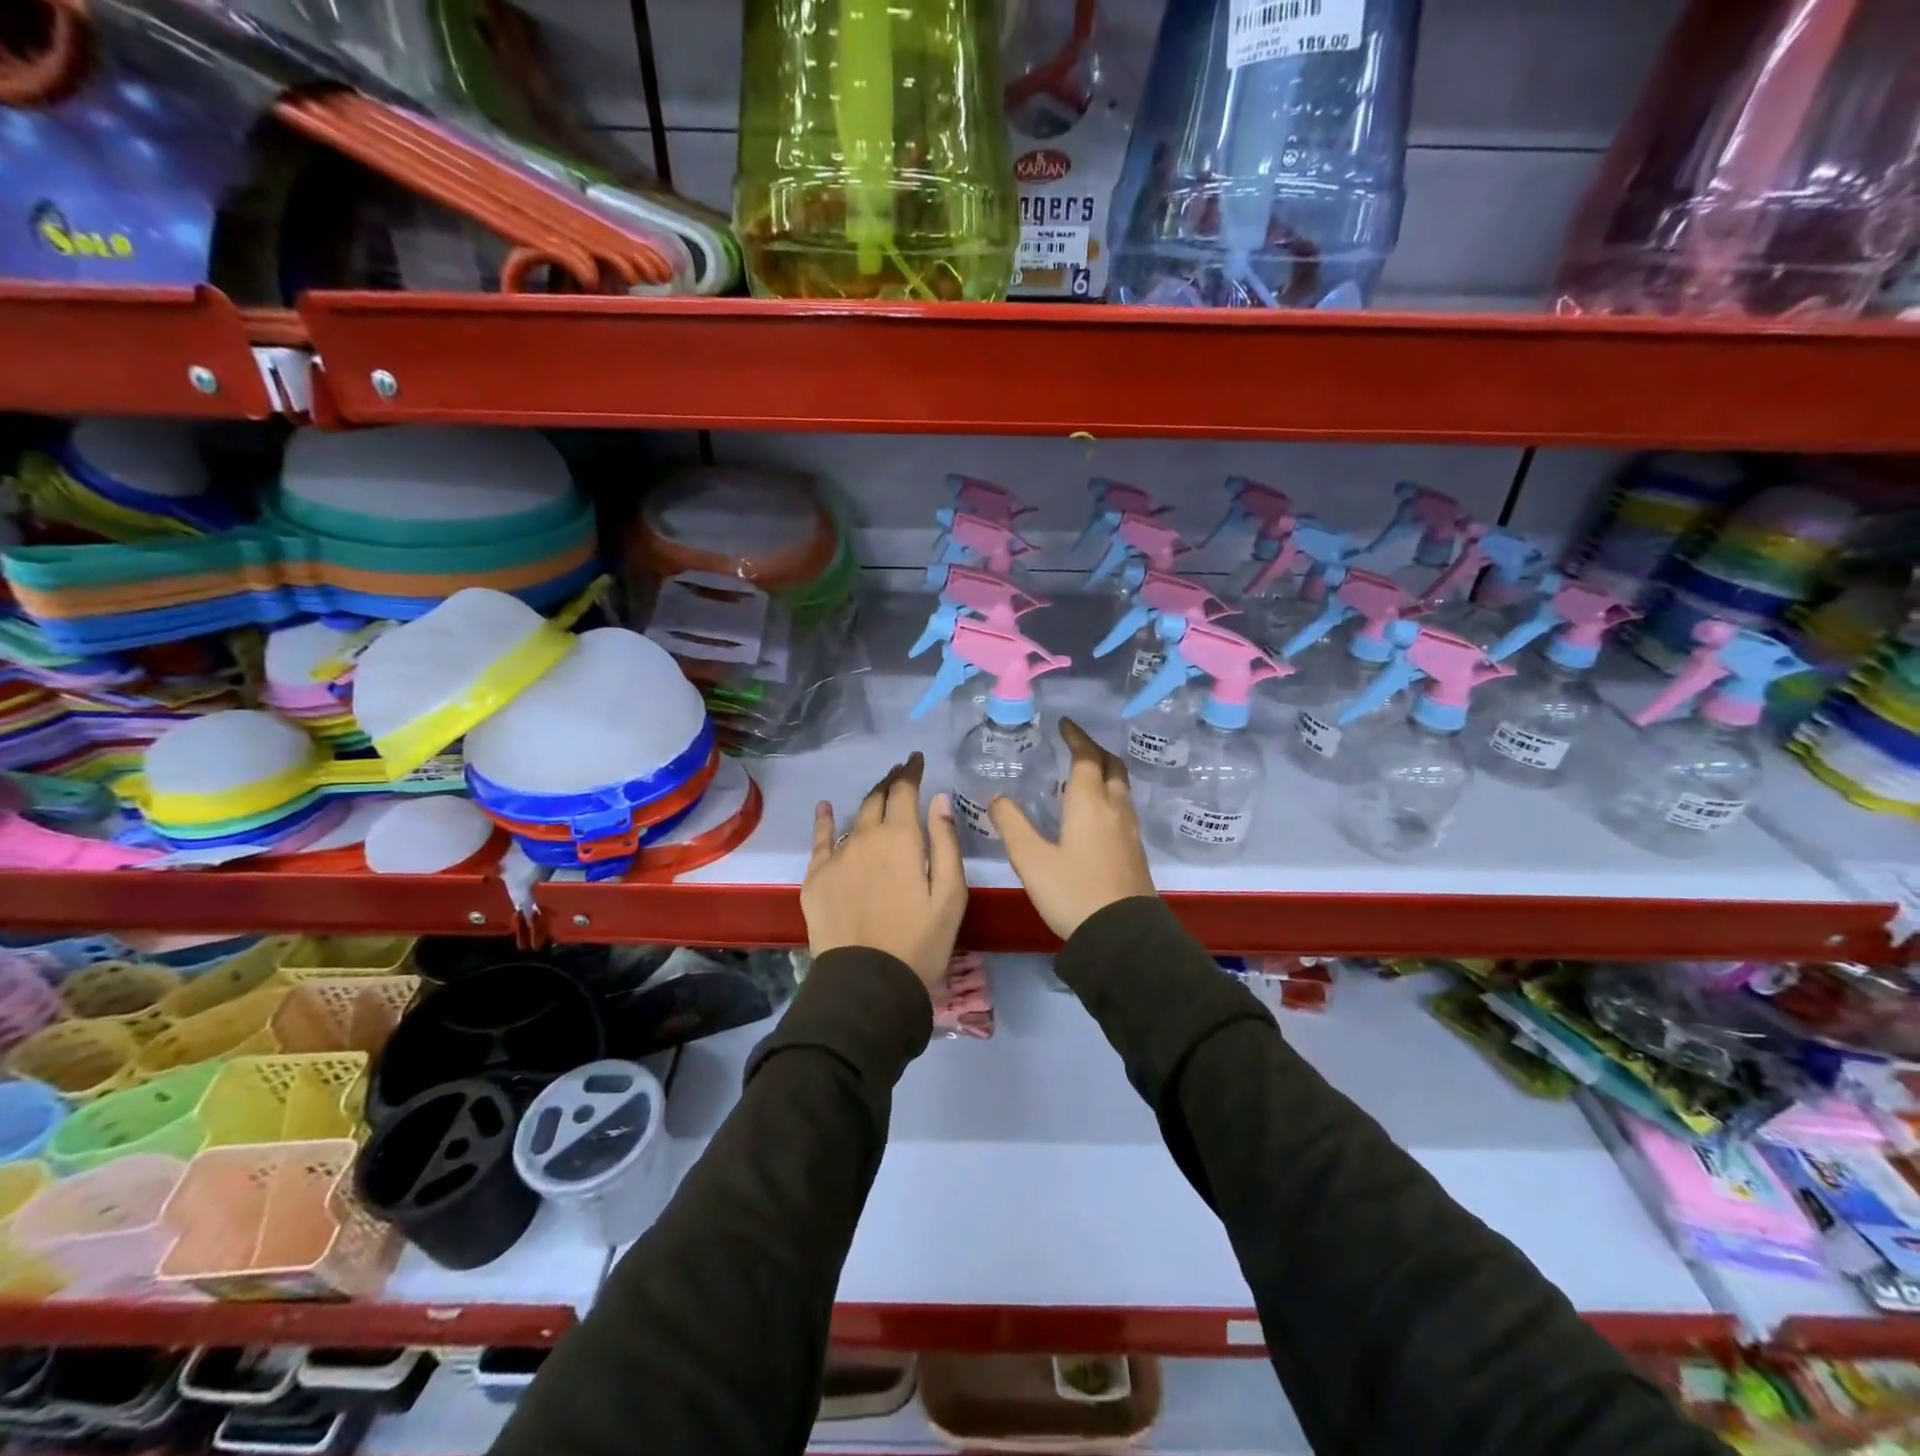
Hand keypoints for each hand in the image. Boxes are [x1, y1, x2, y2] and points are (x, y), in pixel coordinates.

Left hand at [803, 752, 967, 990]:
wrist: (867, 984)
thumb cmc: (920, 942)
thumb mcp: (950, 895)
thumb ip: (945, 843)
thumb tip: (939, 799)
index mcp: (901, 838)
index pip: (905, 791)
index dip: (911, 772)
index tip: (916, 759)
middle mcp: (865, 838)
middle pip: (877, 799)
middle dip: (890, 782)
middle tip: (900, 774)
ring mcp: (836, 857)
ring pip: (854, 819)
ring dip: (868, 802)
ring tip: (878, 793)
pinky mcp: (815, 879)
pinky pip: (820, 841)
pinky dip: (825, 821)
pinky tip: (825, 808)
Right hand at [988, 719, 1155, 940]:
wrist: (1122, 935)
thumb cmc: (1072, 892)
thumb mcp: (1031, 859)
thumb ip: (1012, 825)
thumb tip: (997, 798)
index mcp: (1089, 802)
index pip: (1086, 757)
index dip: (1076, 737)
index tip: (1064, 724)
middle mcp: (1114, 808)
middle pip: (1112, 766)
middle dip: (1094, 750)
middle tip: (1075, 745)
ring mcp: (1129, 830)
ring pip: (1121, 787)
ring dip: (1105, 771)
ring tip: (1083, 774)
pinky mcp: (1135, 850)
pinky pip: (1123, 807)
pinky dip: (1109, 794)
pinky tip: (1094, 812)